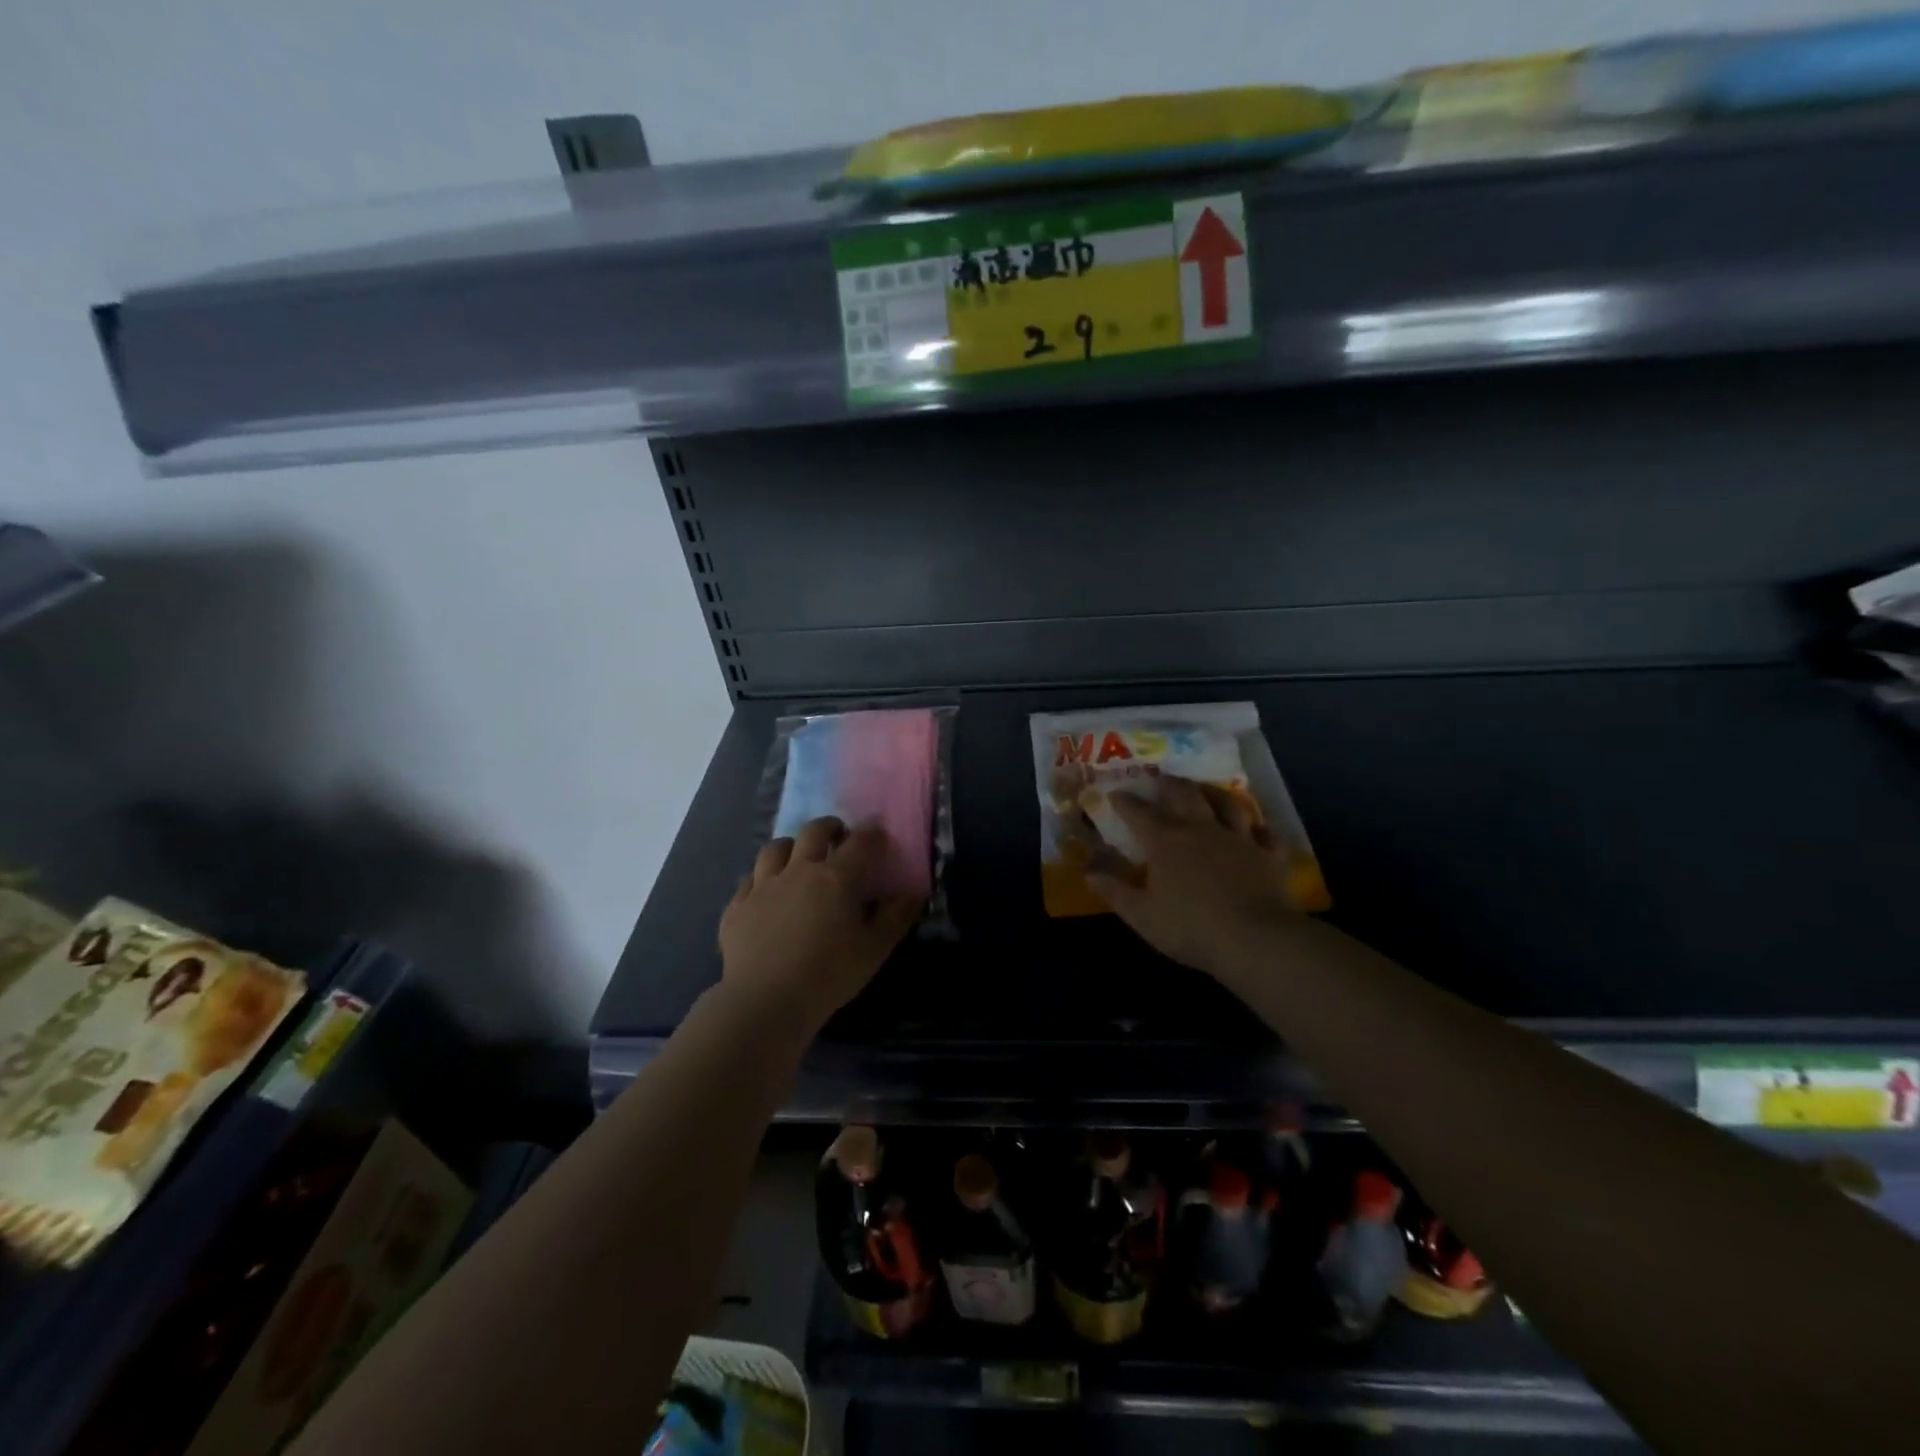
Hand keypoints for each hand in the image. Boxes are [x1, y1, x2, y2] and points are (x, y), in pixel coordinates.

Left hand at [718, 817, 922, 1033]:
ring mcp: (763, 886)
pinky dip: (761, 878)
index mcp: (836, 877)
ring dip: (791, 846)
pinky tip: (766, 892)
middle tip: (838, 838)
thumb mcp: (874, 949)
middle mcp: (798, 870)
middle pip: (813, 832)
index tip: (878, 836)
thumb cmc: (828, 974)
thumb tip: (913, 892)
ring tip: (798, 858)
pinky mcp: (737, 906)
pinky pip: (749, 879)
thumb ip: (896, 917)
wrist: (764, 1001)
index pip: (860, 841)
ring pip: (775, 848)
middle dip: (829, 828)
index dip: (872, 834)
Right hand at [1087, 778, 1303, 979]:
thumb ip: (1114, 891)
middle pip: (1184, 795)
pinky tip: (1257, 828)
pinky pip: (1266, 834)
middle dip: (1169, 784)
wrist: (1255, 939)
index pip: (1139, 813)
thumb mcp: (1141, 915)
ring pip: (1228, 804)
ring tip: (1207, 790)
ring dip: (1215, 794)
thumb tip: (1088, 872)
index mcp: (1165, 841)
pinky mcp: (1269, 855)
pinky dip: (1260, 828)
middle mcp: (1201, 829)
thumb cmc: (1190, 927)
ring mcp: (1239, 839)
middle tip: (1162, 778)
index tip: (1115, 793)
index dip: (1124, 801)